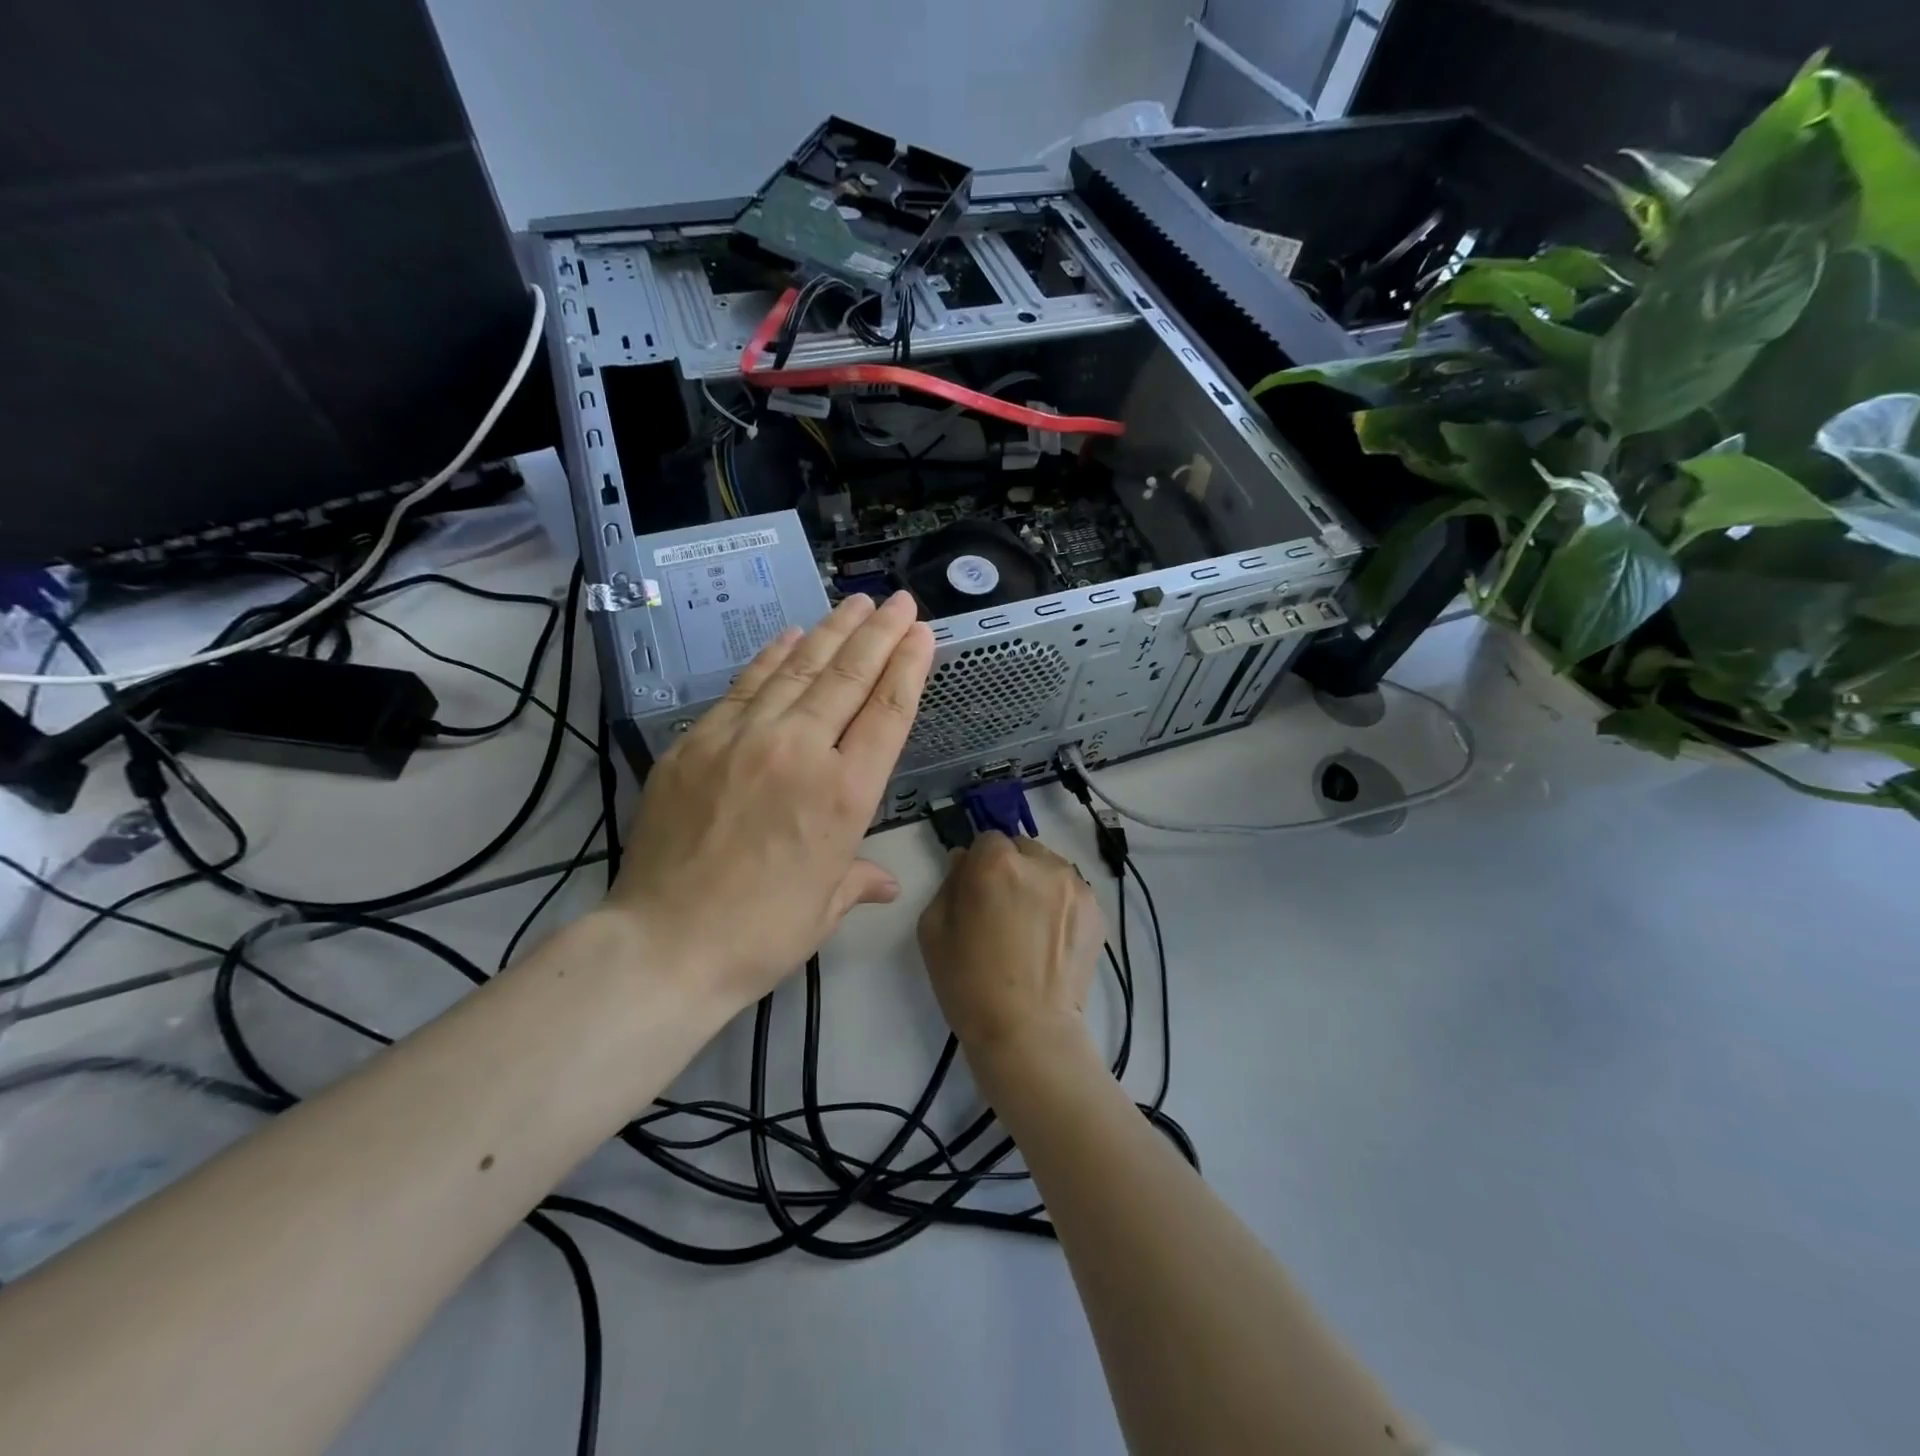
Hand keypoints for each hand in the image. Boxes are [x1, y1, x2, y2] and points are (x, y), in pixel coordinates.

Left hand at [609, 592, 933, 1015]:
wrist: (664, 944)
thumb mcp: (824, 908)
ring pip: (798, 671)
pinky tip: (791, 635)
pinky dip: (772, 657)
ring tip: (855, 603)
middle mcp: (801, 753)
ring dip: (831, 632)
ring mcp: (744, 739)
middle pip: (848, 678)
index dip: (908, 667)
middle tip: (899, 601)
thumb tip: (883, 881)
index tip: (921, 633)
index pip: (887, 713)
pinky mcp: (697, 741)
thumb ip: (858, 878)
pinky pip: (744, 687)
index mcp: (844, 796)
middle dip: (878, 634)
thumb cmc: (760, 933)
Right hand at [917, 833, 1106, 1060]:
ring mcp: (1076, 887)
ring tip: (1029, 927)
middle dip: (1009, 868)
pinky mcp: (1097, 911)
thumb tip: (964, 862)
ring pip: (1049, 869)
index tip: (974, 891)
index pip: (986, 839)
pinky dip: (1060, 905)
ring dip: (1037, 884)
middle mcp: (1042, 864)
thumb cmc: (969, 983)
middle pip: (1021, 849)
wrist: (1027, 1032)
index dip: (977, 864)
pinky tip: (1050, 940)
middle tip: (1001, 909)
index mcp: (997, 863)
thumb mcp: (933, 930)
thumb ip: (948, 883)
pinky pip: (1071, 893)